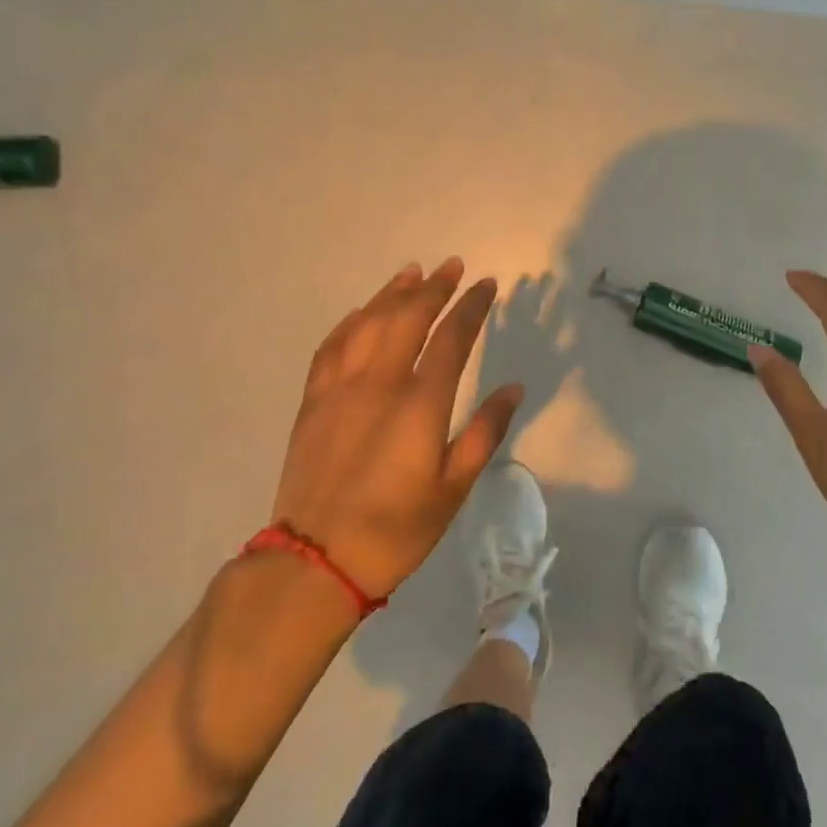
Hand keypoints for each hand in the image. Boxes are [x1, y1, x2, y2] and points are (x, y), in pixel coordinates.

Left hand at [271, 259, 523, 599]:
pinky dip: (350, 322)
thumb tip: (513, 388)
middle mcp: (379, 383)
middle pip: (408, 318)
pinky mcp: (313, 402)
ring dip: (392, 294)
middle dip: (434, 288)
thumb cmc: (397, 529)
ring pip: (367, 323)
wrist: (317, 560)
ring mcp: (340, 389)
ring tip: (412, 273)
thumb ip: (484, 432)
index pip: (452, 338)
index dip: (471, 307)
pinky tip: (361, 312)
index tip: (487, 285)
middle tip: (453, 266)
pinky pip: (332, 347)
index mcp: (420, 404)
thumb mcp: (453, 487)